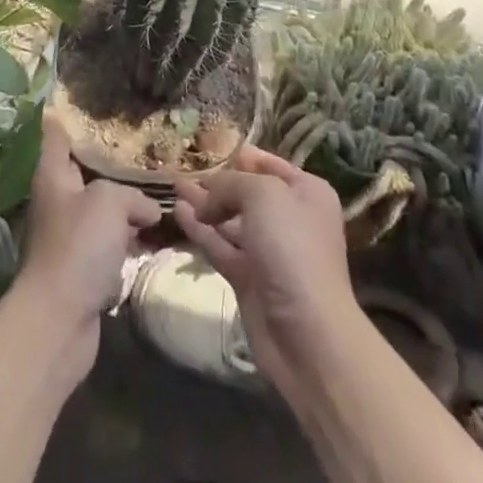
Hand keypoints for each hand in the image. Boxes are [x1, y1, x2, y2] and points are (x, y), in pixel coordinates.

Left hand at [12, 114, 160, 372]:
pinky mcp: (82, 270)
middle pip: (84, 172)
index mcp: (53, 176)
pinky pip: (109, 245)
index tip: (91, 101)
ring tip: (158, 191)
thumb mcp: (109, 202)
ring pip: (101, 210)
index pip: (57, 134)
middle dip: (112, 163)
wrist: (59, 322)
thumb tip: (146, 210)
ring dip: (125, 207)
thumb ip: (131, 195)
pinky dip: (128, 241)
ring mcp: (68, 237)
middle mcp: (57, 201)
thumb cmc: (79, 247)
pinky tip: (153, 237)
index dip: (70, 115)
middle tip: (144, 148)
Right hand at [172, 146, 363, 402]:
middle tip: (185, 168)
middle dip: (217, 182)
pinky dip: (201, 230)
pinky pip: (221, 246)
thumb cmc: (292, 248)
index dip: (241, 157)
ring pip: (230, 220)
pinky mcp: (249, 280)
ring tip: (174, 186)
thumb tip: (205, 199)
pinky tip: (179, 213)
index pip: (269, 164)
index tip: (211, 147)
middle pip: (247, 193)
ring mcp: (269, 252)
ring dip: (204, 204)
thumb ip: (230, 184)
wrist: (308, 335)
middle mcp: (290, 218)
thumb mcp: (263, 195)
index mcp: (306, 193)